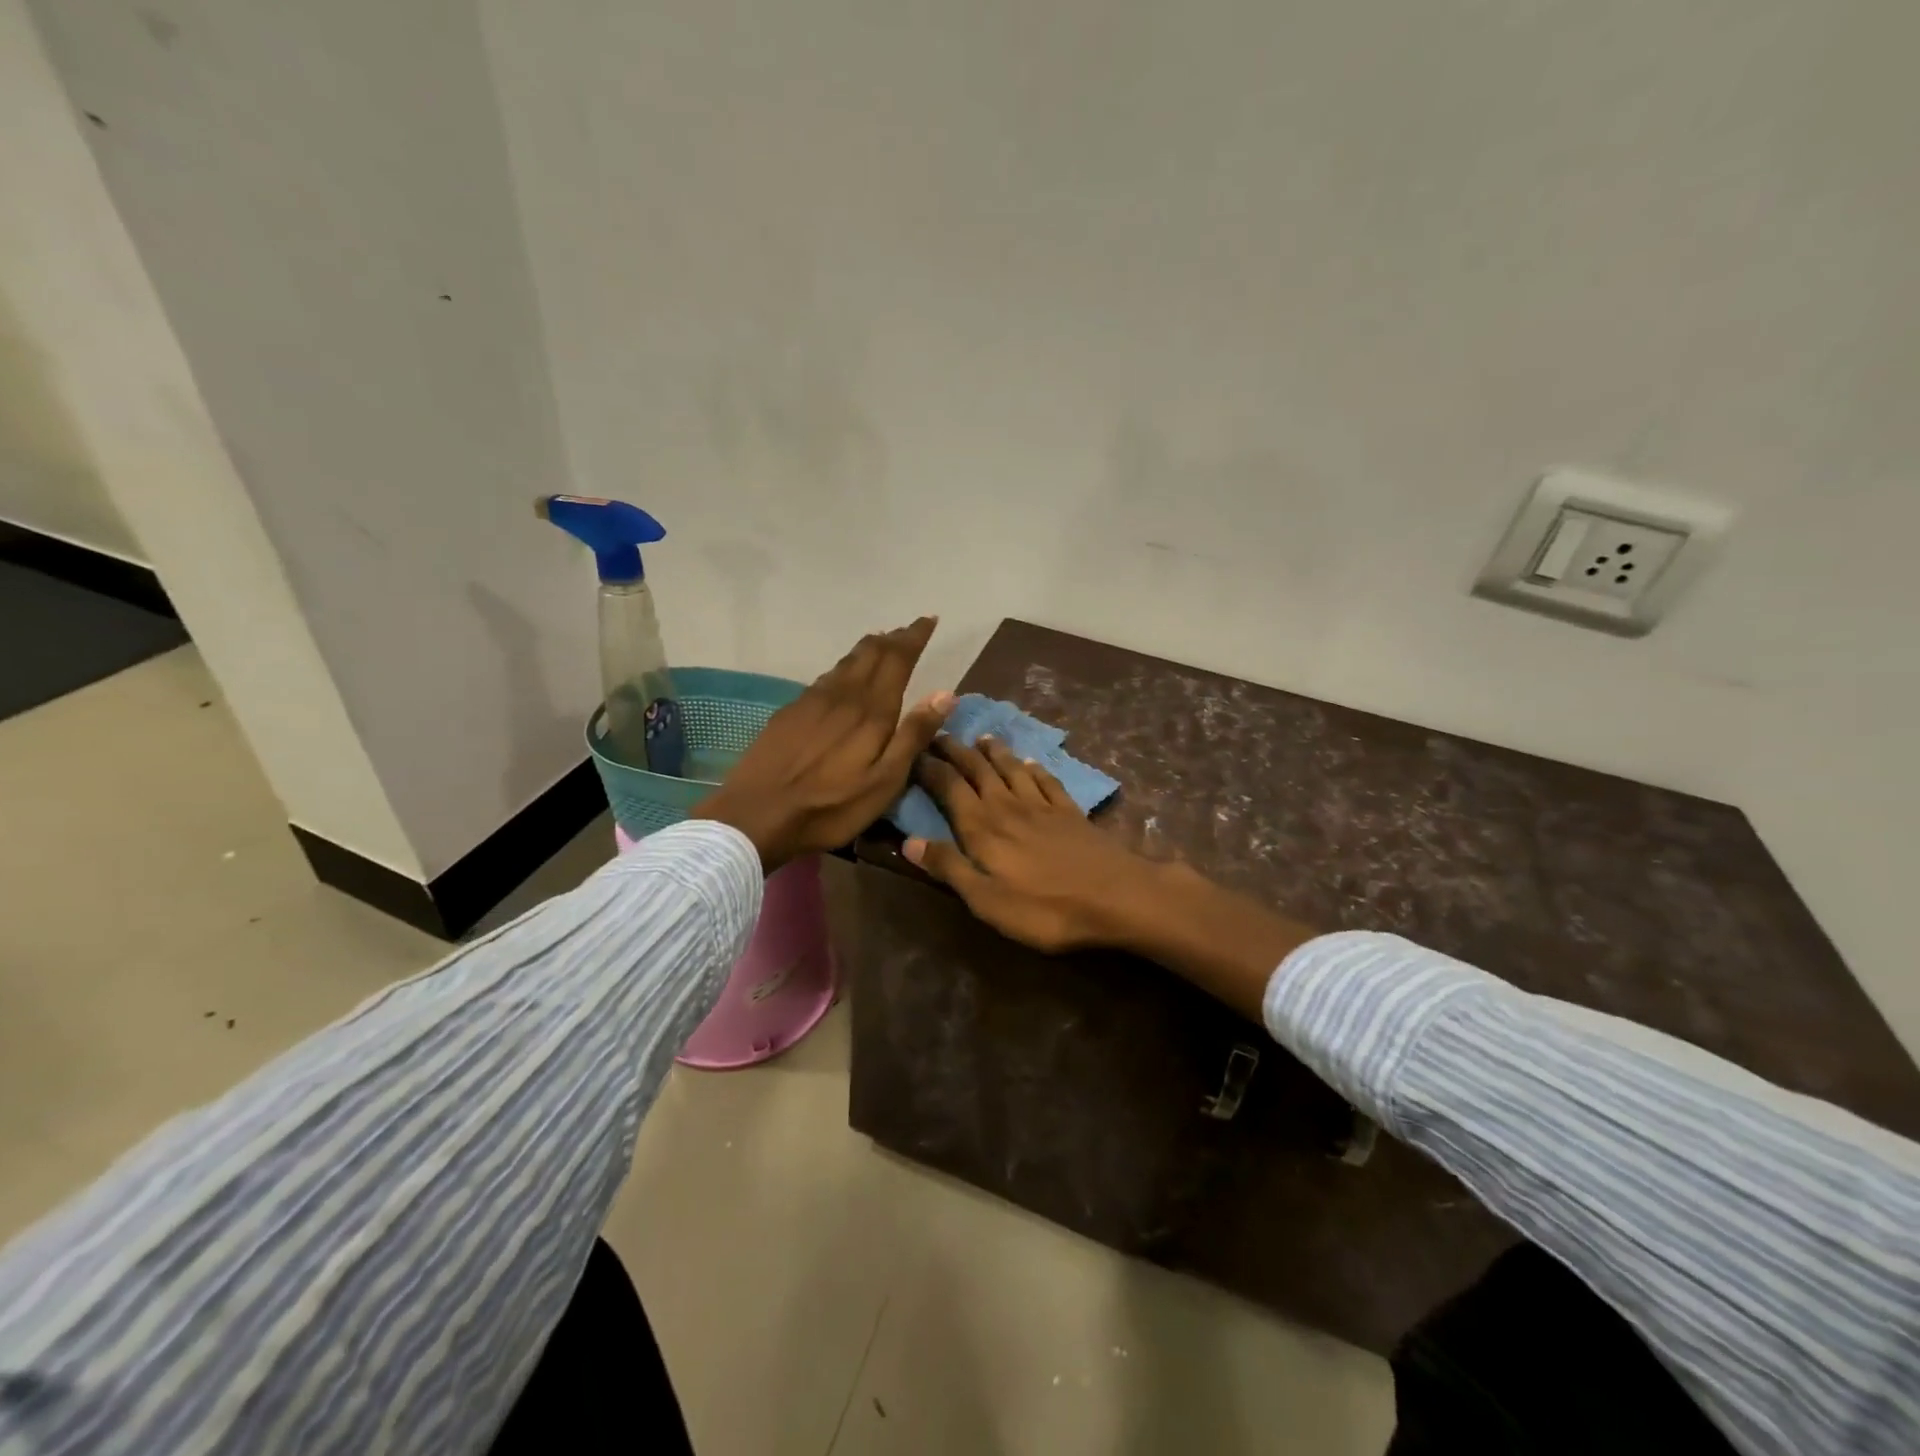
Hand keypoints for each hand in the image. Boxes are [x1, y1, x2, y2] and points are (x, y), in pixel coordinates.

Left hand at [692, 617, 952, 870]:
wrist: (757, 814)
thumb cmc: (831, 806)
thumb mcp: (885, 781)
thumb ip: (914, 735)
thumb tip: (945, 693)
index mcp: (871, 710)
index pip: (897, 659)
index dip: (914, 637)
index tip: (928, 620)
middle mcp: (842, 695)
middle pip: (870, 654)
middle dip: (892, 639)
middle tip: (908, 631)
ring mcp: (811, 701)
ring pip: (845, 663)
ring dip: (867, 650)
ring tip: (881, 644)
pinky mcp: (790, 712)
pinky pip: (824, 678)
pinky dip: (843, 668)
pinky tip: (842, 677)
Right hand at [907, 734, 1315, 1021]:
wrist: (1116, 896)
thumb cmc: (1045, 907)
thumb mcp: (987, 900)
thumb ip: (949, 868)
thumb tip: (909, 841)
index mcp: (982, 827)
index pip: (949, 787)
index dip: (929, 768)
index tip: (913, 751)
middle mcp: (1008, 806)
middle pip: (978, 770)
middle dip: (956, 751)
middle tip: (940, 733)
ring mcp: (1042, 806)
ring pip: (1012, 769)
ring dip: (994, 752)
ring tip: (982, 737)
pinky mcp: (1070, 812)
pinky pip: (1047, 781)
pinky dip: (1035, 768)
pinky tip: (1032, 762)